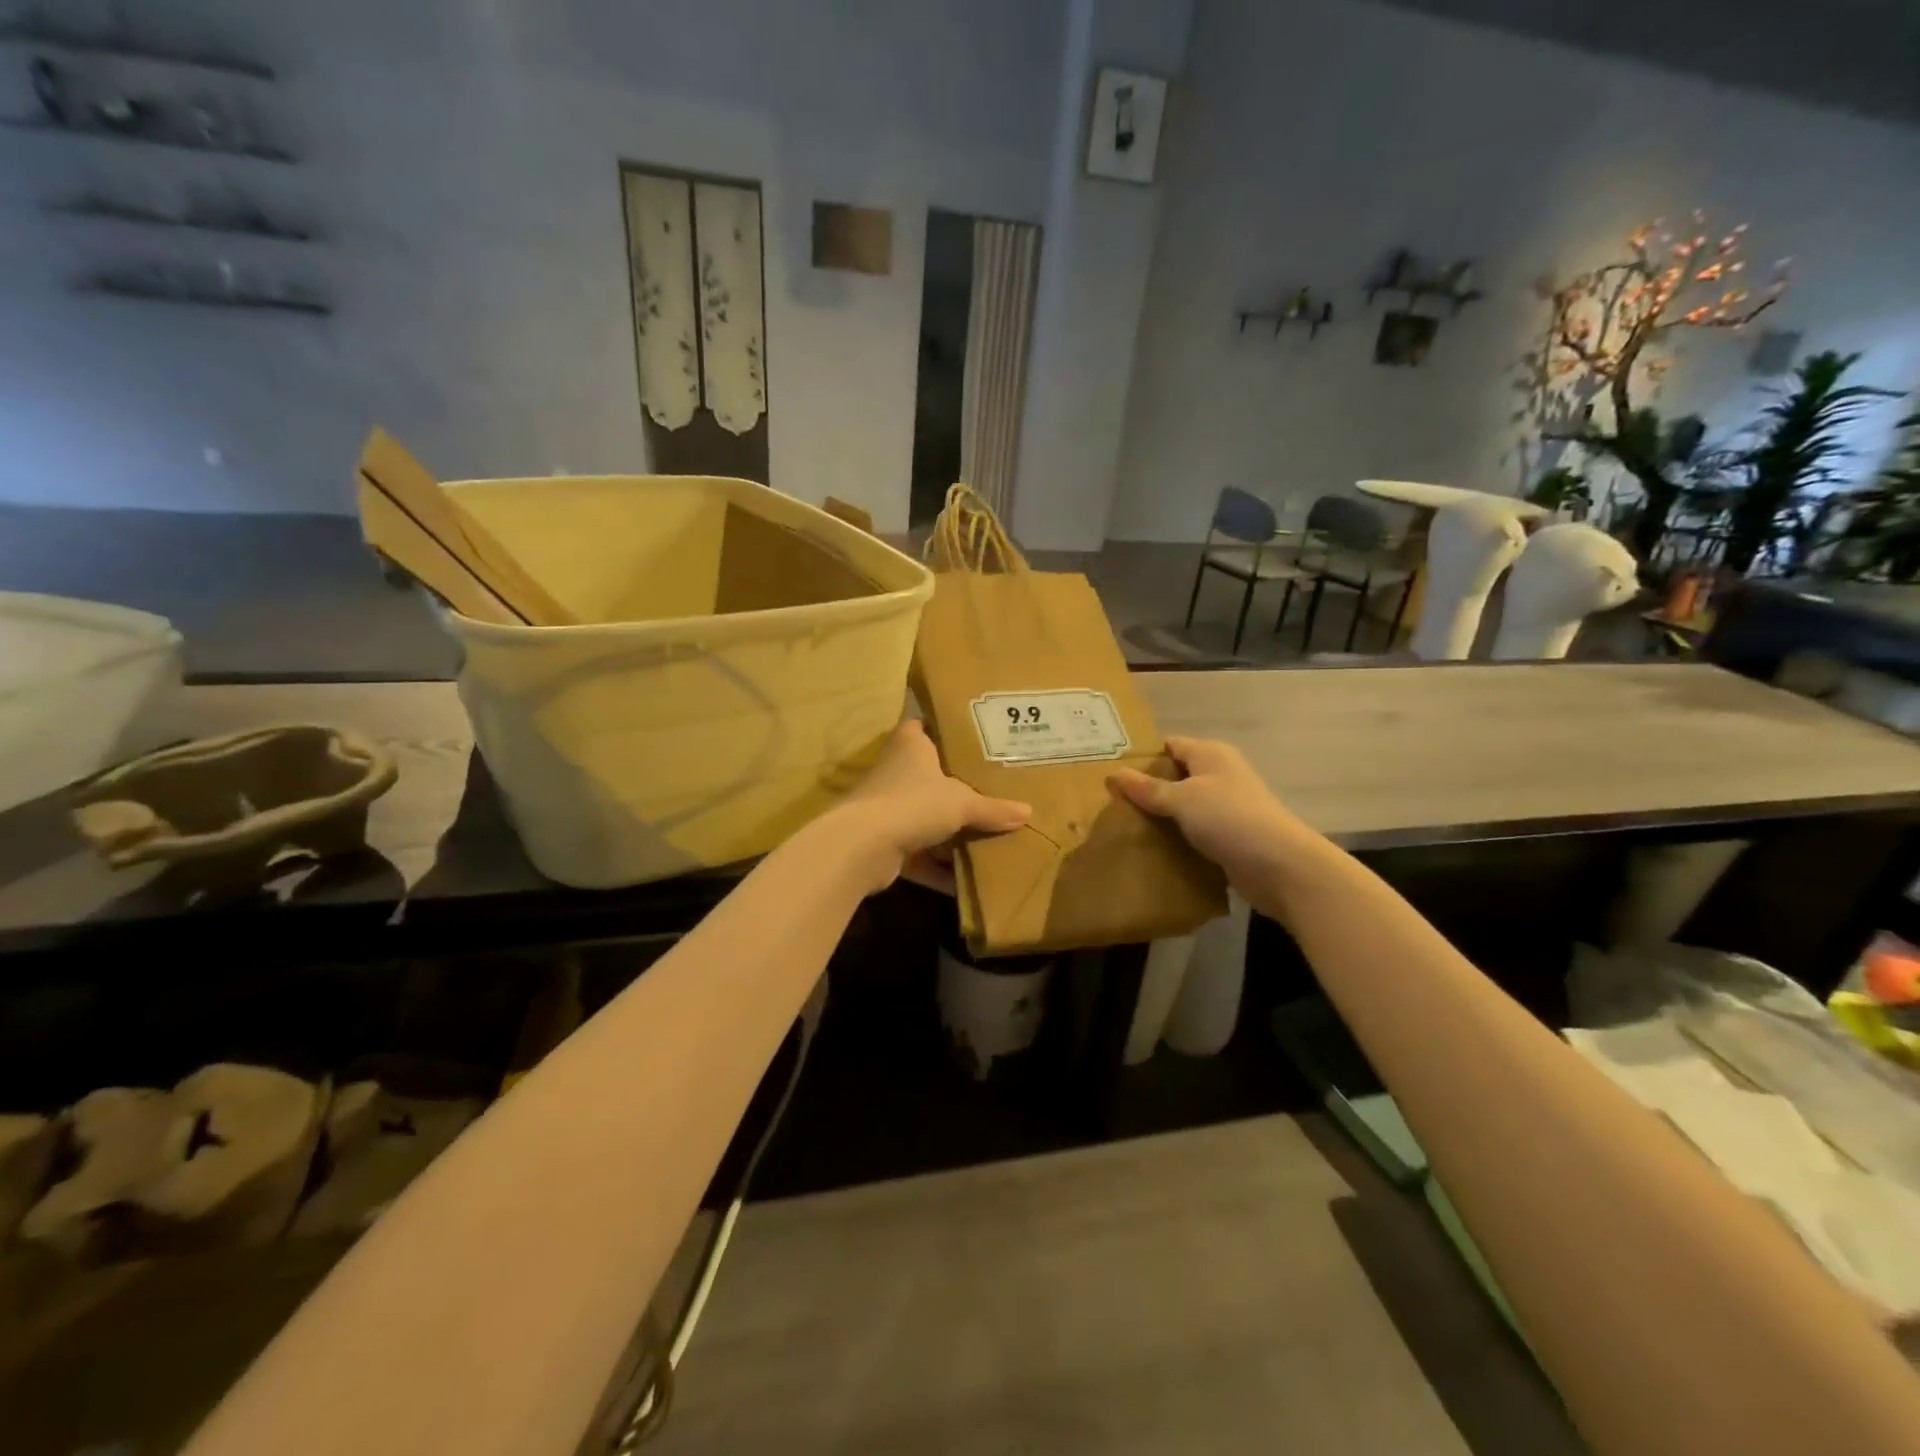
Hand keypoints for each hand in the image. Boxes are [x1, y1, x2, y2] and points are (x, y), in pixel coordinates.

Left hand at [829, 720, 1030, 894]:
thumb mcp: (962, 804)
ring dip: (947, 833)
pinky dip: (937, 869)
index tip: (968, 735)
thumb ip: (993, 809)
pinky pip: (918, 854)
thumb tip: (1028, 813)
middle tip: (990, 789)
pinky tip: (963, 883)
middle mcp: (895, 772)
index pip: (922, 725)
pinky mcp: (883, 843)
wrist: (863, 847)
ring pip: (923, 817)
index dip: (941, 728)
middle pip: (928, 775)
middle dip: (954, 786)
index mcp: (911, 746)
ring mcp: (886, 808)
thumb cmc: (914, 803)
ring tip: (985, 837)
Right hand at [1109, 736, 1321, 900]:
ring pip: (1184, 807)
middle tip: (1110, 802)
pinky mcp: (1229, 837)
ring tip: (1124, 827)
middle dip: (1147, 789)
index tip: (1111, 771)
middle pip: (1176, 777)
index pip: (1170, 745)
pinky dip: (1177, 839)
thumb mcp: (1182, 799)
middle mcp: (1220, 775)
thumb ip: (1149, 788)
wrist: (1280, 865)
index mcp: (1210, 754)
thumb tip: (1116, 773)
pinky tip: (1152, 849)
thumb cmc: (1229, 818)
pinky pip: (1194, 832)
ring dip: (1161, 817)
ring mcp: (1226, 808)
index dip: (1142, 756)